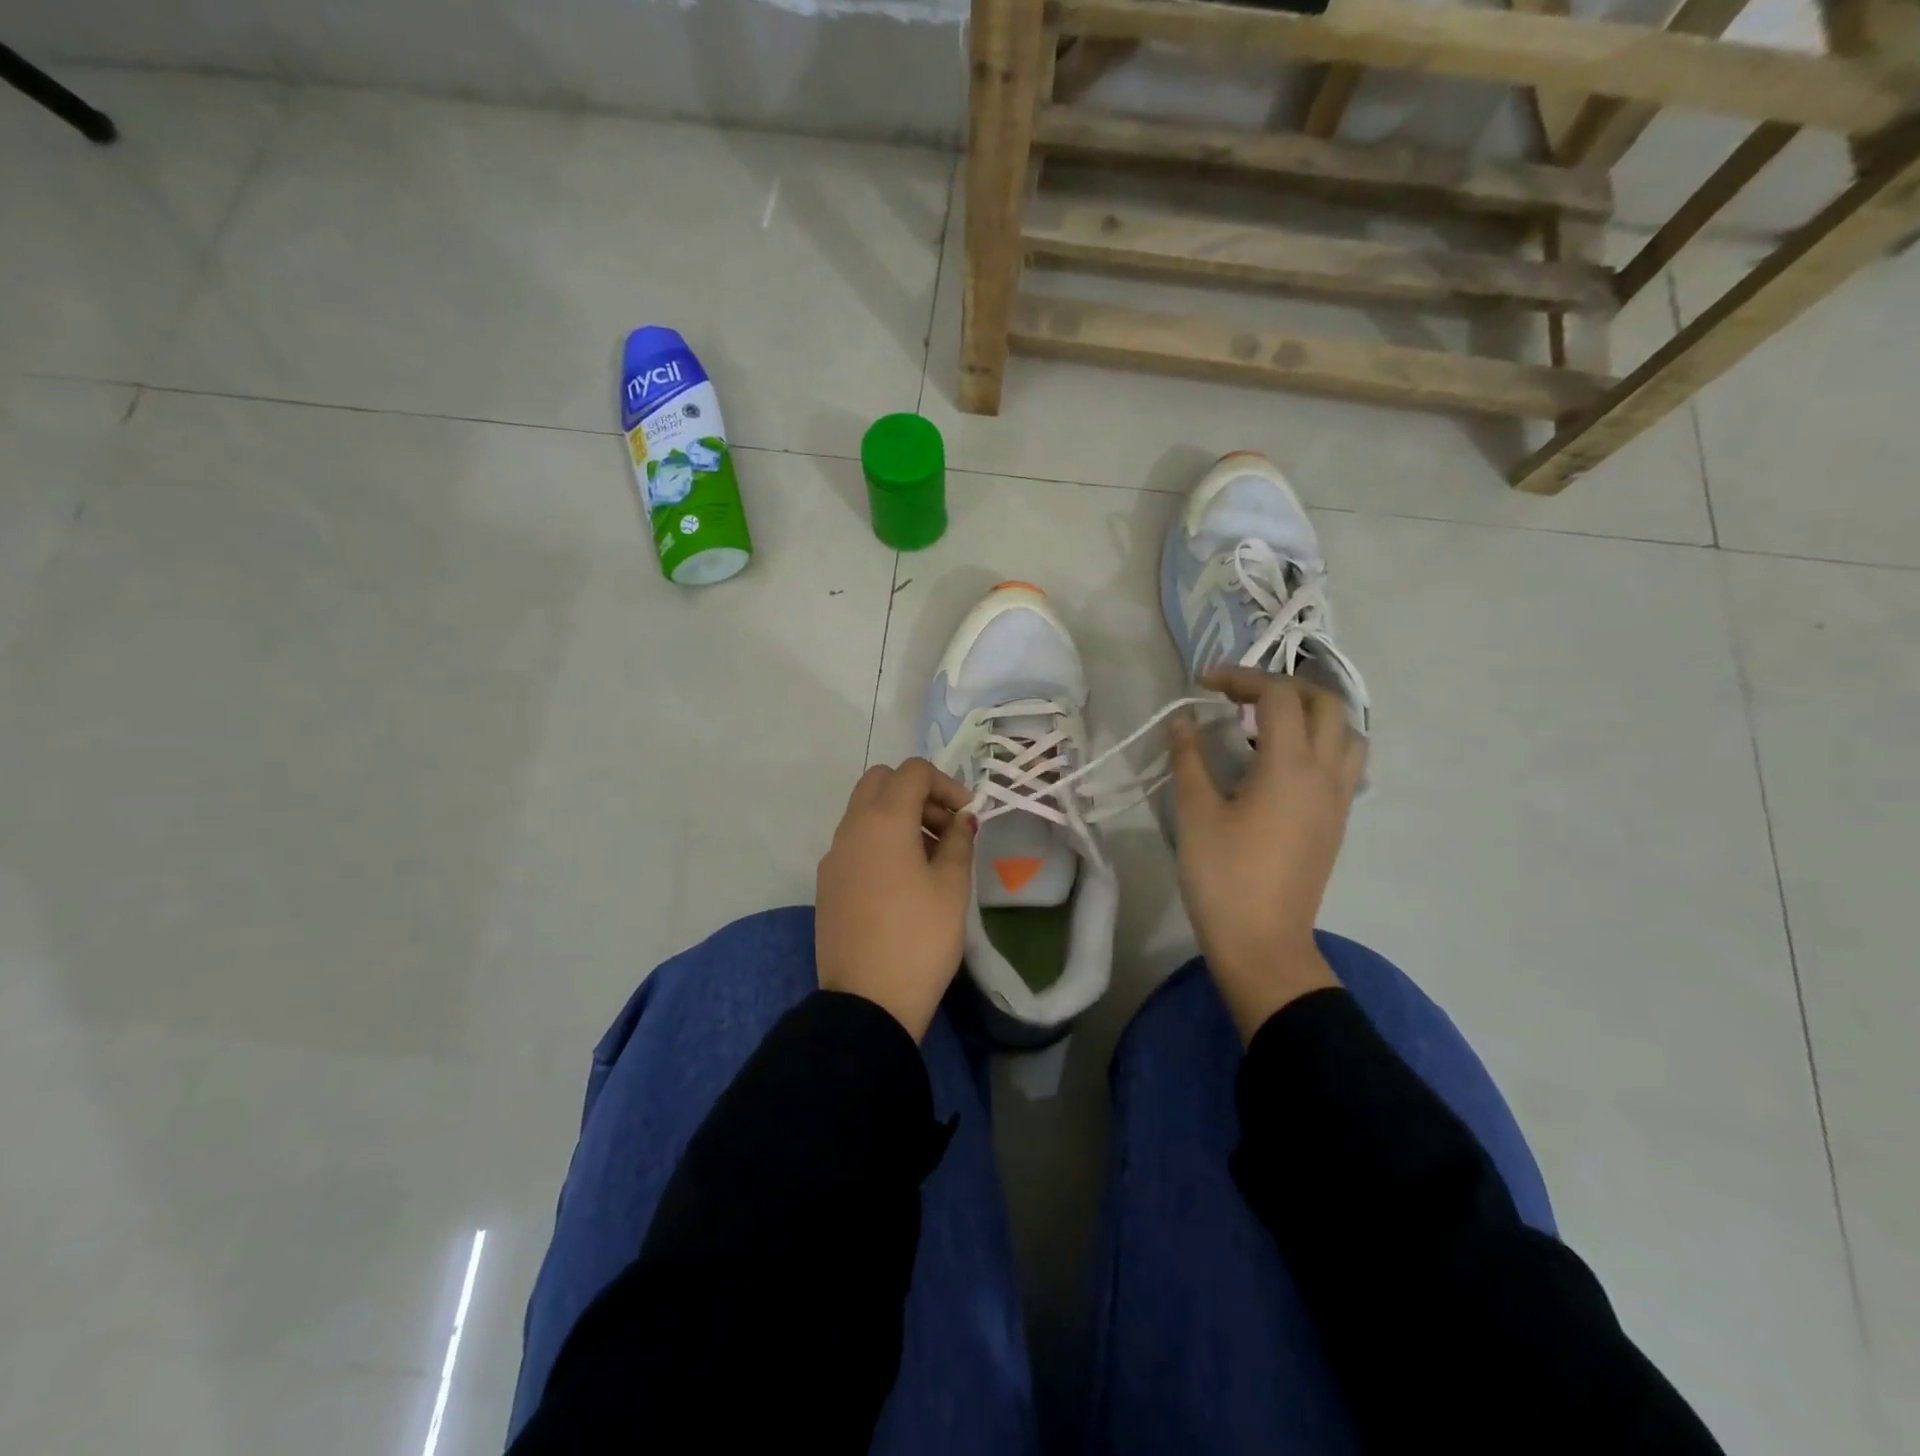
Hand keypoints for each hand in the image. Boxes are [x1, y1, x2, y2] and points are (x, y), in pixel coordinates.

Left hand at [816, 758, 975, 1039]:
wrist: (867, 1001)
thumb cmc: (920, 938)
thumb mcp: (952, 886)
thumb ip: (959, 842)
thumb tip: (961, 820)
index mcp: (883, 820)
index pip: (912, 772)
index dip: (946, 783)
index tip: (967, 815)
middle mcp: (851, 828)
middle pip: (881, 782)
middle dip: (917, 794)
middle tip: (946, 829)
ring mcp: (834, 855)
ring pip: (865, 811)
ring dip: (899, 817)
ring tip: (932, 857)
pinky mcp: (827, 882)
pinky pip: (855, 841)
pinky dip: (880, 841)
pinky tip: (904, 880)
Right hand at [1168, 668, 1366, 1042]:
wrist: (1262, 943)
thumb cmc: (1223, 876)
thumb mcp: (1195, 813)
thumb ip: (1189, 759)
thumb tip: (1182, 722)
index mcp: (1290, 767)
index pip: (1278, 696)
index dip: (1241, 677)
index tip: (1203, 684)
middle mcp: (1325, 774)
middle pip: (1325, 703)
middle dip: (1282, 687)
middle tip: (1239, 697)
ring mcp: (1337, 799)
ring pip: (1346, 733)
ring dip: (1311, 714)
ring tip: (1267, 725)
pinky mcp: (1336, 822)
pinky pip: (1345, 764)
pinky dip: (1320, 744)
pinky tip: (1281, 764)